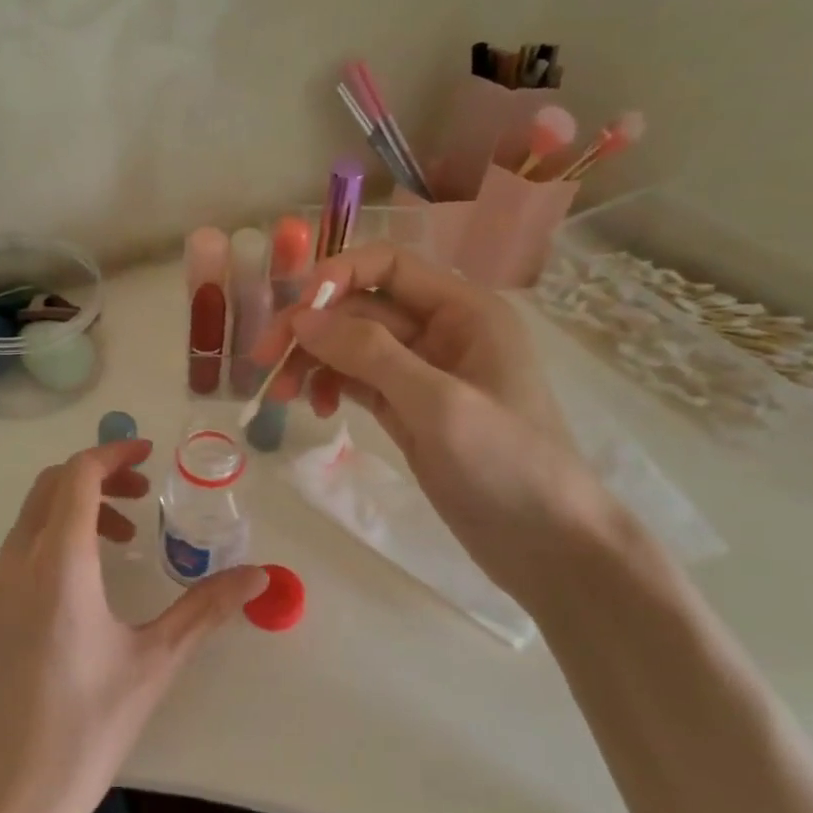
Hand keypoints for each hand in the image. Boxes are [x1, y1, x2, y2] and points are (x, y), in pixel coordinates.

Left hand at [0, 439, 266, 812]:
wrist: (7, 803)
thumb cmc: (87, 728)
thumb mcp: (155, 662)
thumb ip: (206, 608)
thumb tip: (260, 576)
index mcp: (57, 565)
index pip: (77, 477)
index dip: (112, 452)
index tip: (148, 453)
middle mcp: (15, 565)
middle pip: (50, 487)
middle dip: (97, 475)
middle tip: (142, 493)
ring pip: (32, 518)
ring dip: (76, 509)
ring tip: (124, 540)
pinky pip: (19, 550)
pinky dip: (54, 539)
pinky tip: (86, 584)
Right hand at [254, 243, 616, 593]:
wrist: (548, 547)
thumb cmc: (507, 465)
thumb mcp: (437, 404)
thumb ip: (369, 353)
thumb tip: (302, 317)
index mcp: (464, 310)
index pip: (388, 266)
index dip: (336, 277)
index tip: (293, 316)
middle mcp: (441, 330)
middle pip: (360, 307)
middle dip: (312, 329)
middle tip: (264, 362)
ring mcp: (422, 372)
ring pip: (351, 345)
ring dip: (313, 361)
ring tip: (284, 397)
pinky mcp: (408, 408)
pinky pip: (357, 379)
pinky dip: (331, 386)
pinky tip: (318, 408)